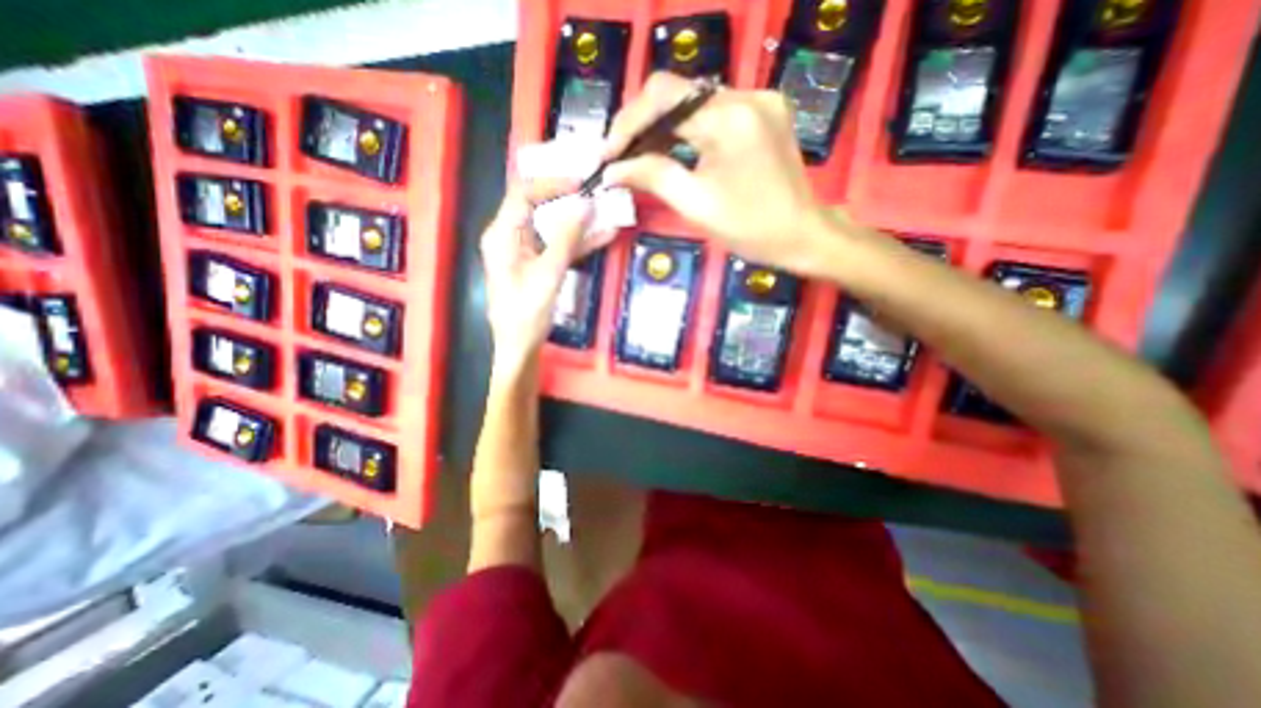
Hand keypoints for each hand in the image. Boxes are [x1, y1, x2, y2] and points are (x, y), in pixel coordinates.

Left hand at [483, 179, 597, 376]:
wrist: (519, 348)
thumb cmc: (527, 313)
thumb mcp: (549, 273)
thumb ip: (567, 238)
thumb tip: (586, 204)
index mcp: (502, 234)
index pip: (523, 194)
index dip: (552, 184)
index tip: (581, 184)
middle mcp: (510, 237)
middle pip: (538, 207)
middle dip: (568, 200)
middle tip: (596, 193)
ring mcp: (525, 251)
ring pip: (552, 227)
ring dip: (578, 222)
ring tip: (606, 213)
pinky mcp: (537, 265)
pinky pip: (558, 246)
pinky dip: (578, 242)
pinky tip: (603, 237)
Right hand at [602, 71, 835, 276]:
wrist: (802, 236)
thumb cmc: (750, 229)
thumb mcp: (696, 205)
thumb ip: (653, 177)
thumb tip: (612, 169)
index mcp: (730, 117)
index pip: (664, 97)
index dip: (628, 122)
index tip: (607, 155)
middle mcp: (746, 95)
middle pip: (678, 95)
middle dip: (642, 125)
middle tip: (620, 158)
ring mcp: (759, 100)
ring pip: (694, 103)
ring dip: (663, 128)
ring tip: (639, 157)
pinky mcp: (764, 113)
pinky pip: (713, 112)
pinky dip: (687, 131)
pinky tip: (673, 150)